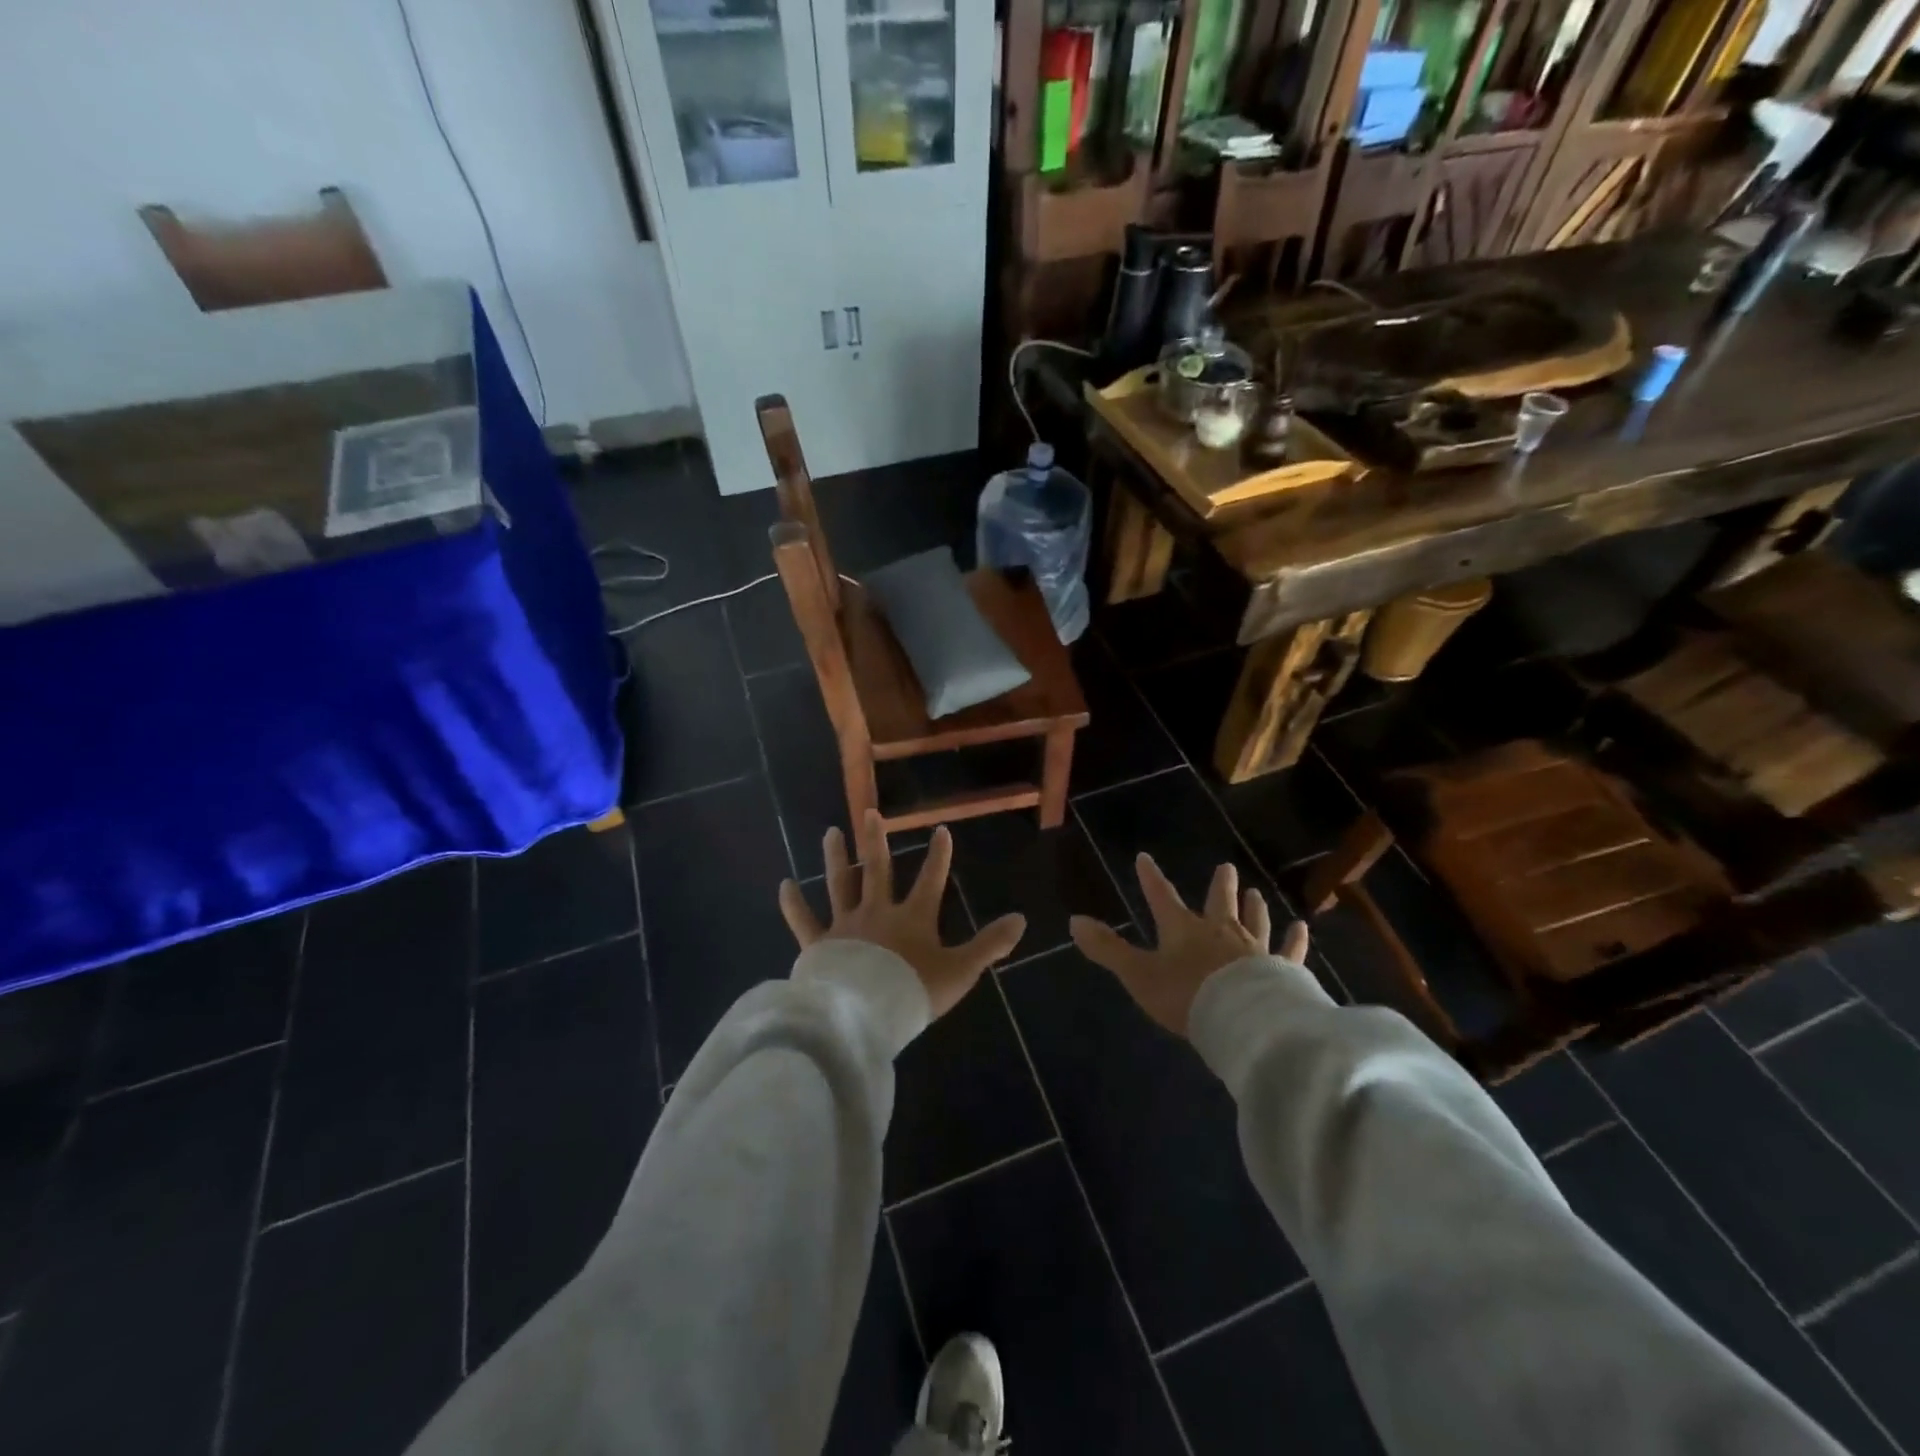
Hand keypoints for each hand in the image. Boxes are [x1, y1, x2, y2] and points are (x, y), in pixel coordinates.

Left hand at [779, 810, 1027, 1018]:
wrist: (865, 1015)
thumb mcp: (960, 971)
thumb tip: (1022, 919)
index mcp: (913, 918)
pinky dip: (793, 904)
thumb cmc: (914, 992)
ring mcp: (846, 925)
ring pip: (839, 884)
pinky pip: (803, 921)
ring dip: (836, 858)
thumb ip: (989, 945)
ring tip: (830, 832)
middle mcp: (878, 912)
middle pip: (878, 869)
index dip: (939, 855)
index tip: (942, 828)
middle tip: (869, 812)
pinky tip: (784, 884)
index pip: (931, 879)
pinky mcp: (819, 944)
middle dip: (876, 840)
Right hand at [1070, 855, 1308, 1037]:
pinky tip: (1301, 928)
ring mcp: (1255, 949)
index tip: (1144, 858)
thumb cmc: (1186, 996)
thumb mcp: (1138, 974)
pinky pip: (1289, 951)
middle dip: (1220, 886)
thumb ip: (1107, 949)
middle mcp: (1220, 931)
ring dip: (1253, 907)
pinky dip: (1295, 940)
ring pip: (1254, 921)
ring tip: (1256, 892)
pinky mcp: (1282, 970)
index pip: (1161, 897)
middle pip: (1219, 902)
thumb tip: (1074, 920)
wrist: (1242, 1021)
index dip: (1150, 878)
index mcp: (1183, 930)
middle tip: (1226, 868)